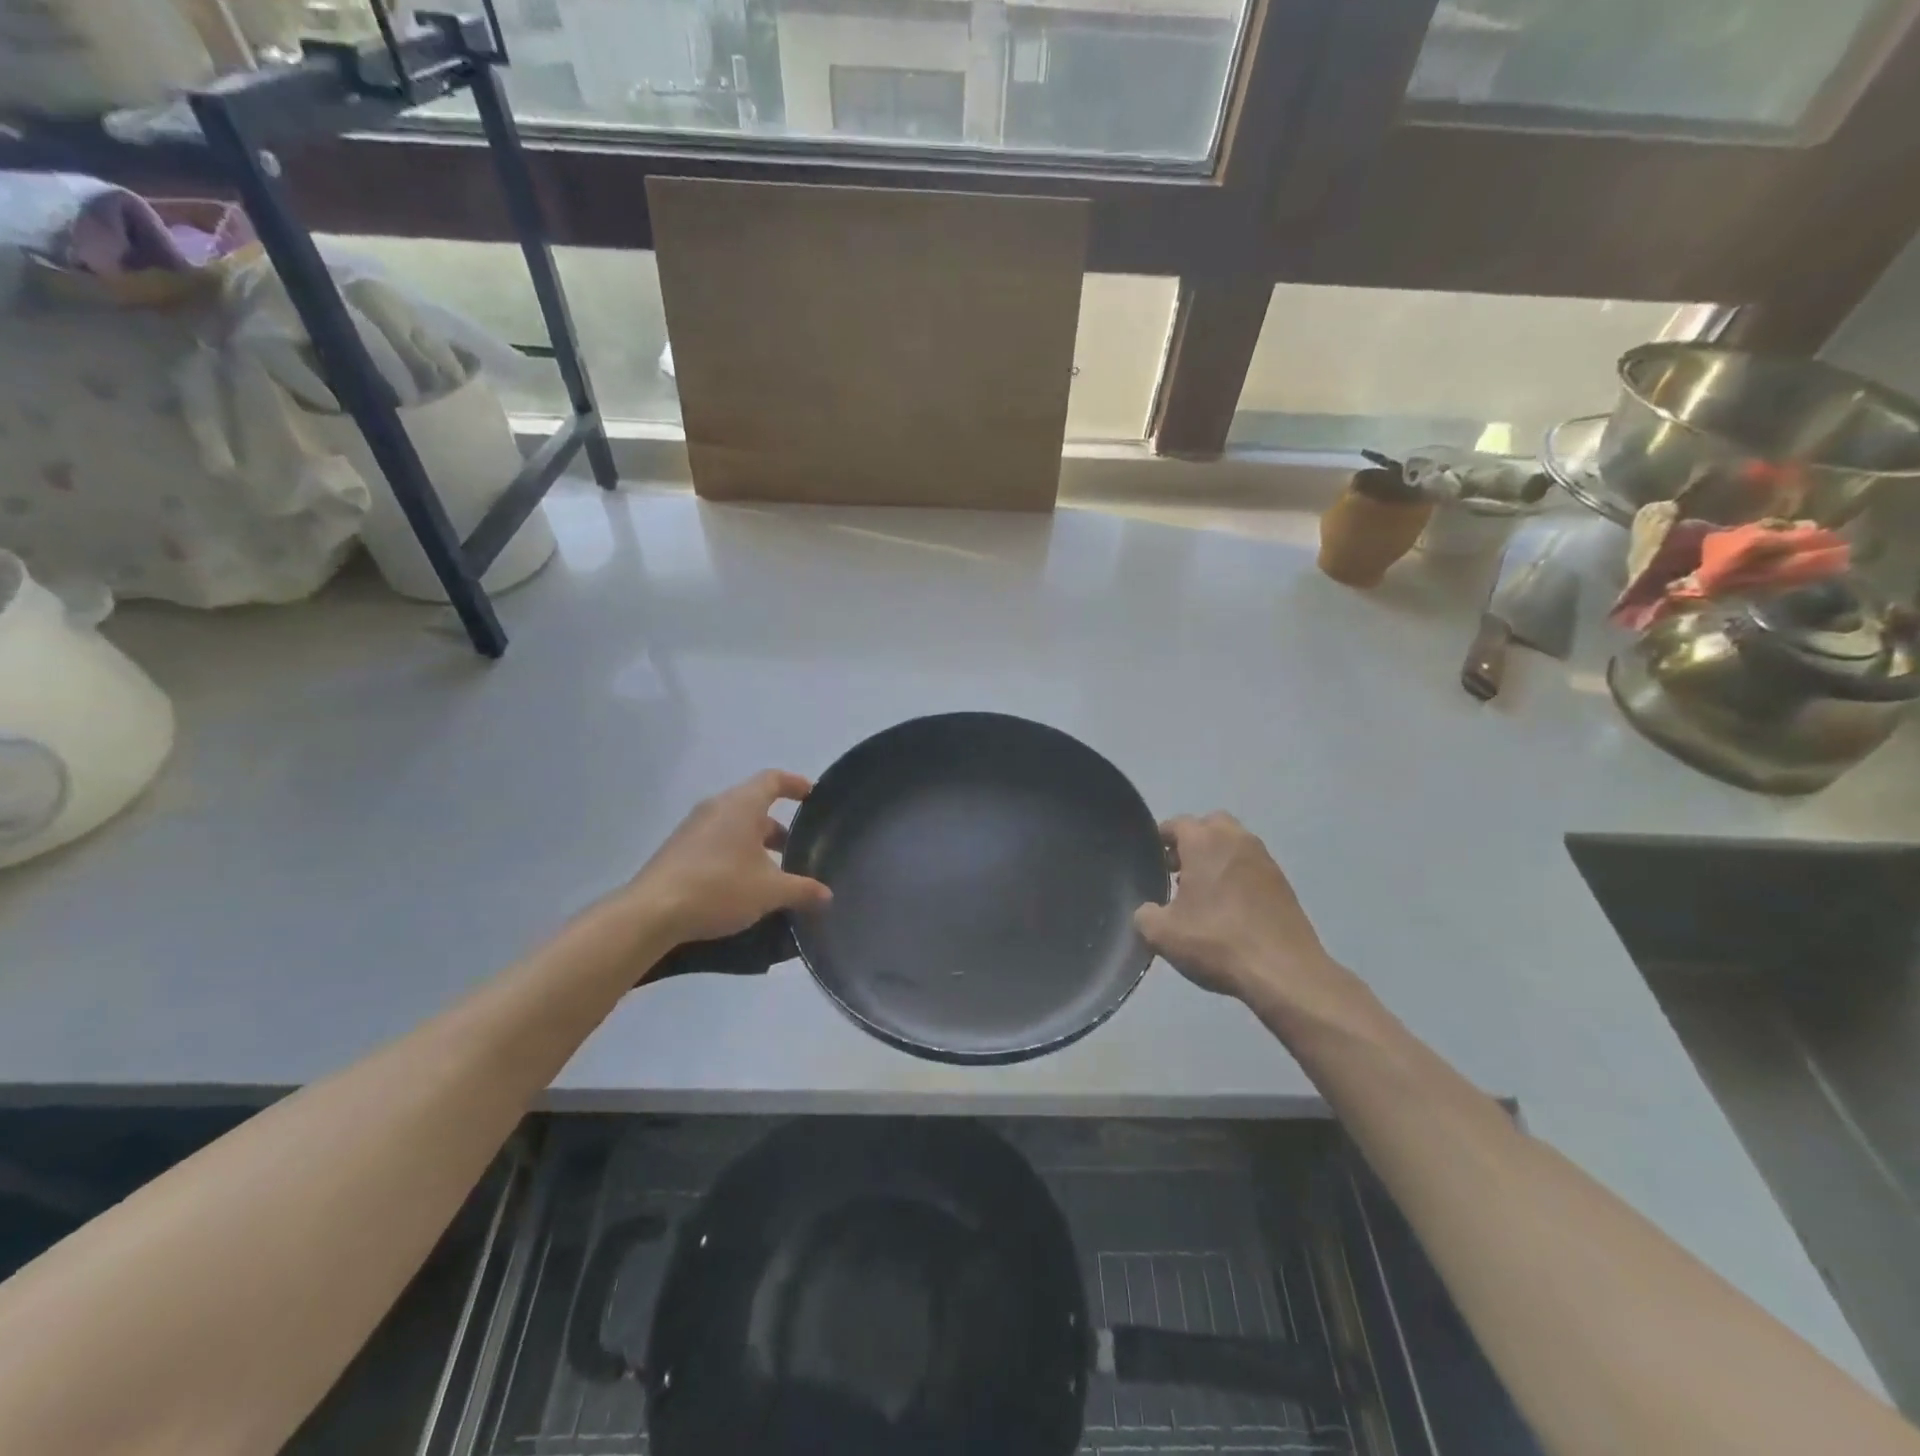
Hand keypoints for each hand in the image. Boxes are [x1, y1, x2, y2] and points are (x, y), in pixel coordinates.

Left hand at [625, 770, 831, 947]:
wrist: (652, 913)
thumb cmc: (719, 887)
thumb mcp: (769, 891)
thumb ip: (802, 890)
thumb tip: (827, 895)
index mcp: (741, 804)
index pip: (773, 779)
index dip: (795, 784)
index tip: (812, 796)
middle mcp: (716, 807)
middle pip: (754, 805)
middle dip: (778, 826)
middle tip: (797, 849)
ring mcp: (693, 828)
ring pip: (734, 826)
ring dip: (756, 843)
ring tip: (773, 873)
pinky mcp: (678, 850)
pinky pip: (716, 842)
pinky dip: (735, 854)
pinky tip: (742, 885)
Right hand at [1135, 813, 1332, 1000]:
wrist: (1284, 973)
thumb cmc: (1217, 942)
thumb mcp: (1162, 934)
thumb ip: (1144, 915)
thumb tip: (1148, 910)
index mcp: (1204, 841)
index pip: (1176, 823)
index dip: (1160, 839)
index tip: (1152, 862)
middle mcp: (1236, 839)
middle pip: (1210, 825)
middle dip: (1192, 842)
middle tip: (1179, 872)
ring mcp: (1265, 860)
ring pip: (1234, 844)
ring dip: (1217, 858)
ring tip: (1204, 894)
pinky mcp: (1283, 883)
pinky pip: (1252, 867)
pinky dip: (1238, 876)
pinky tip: (1230, 909)